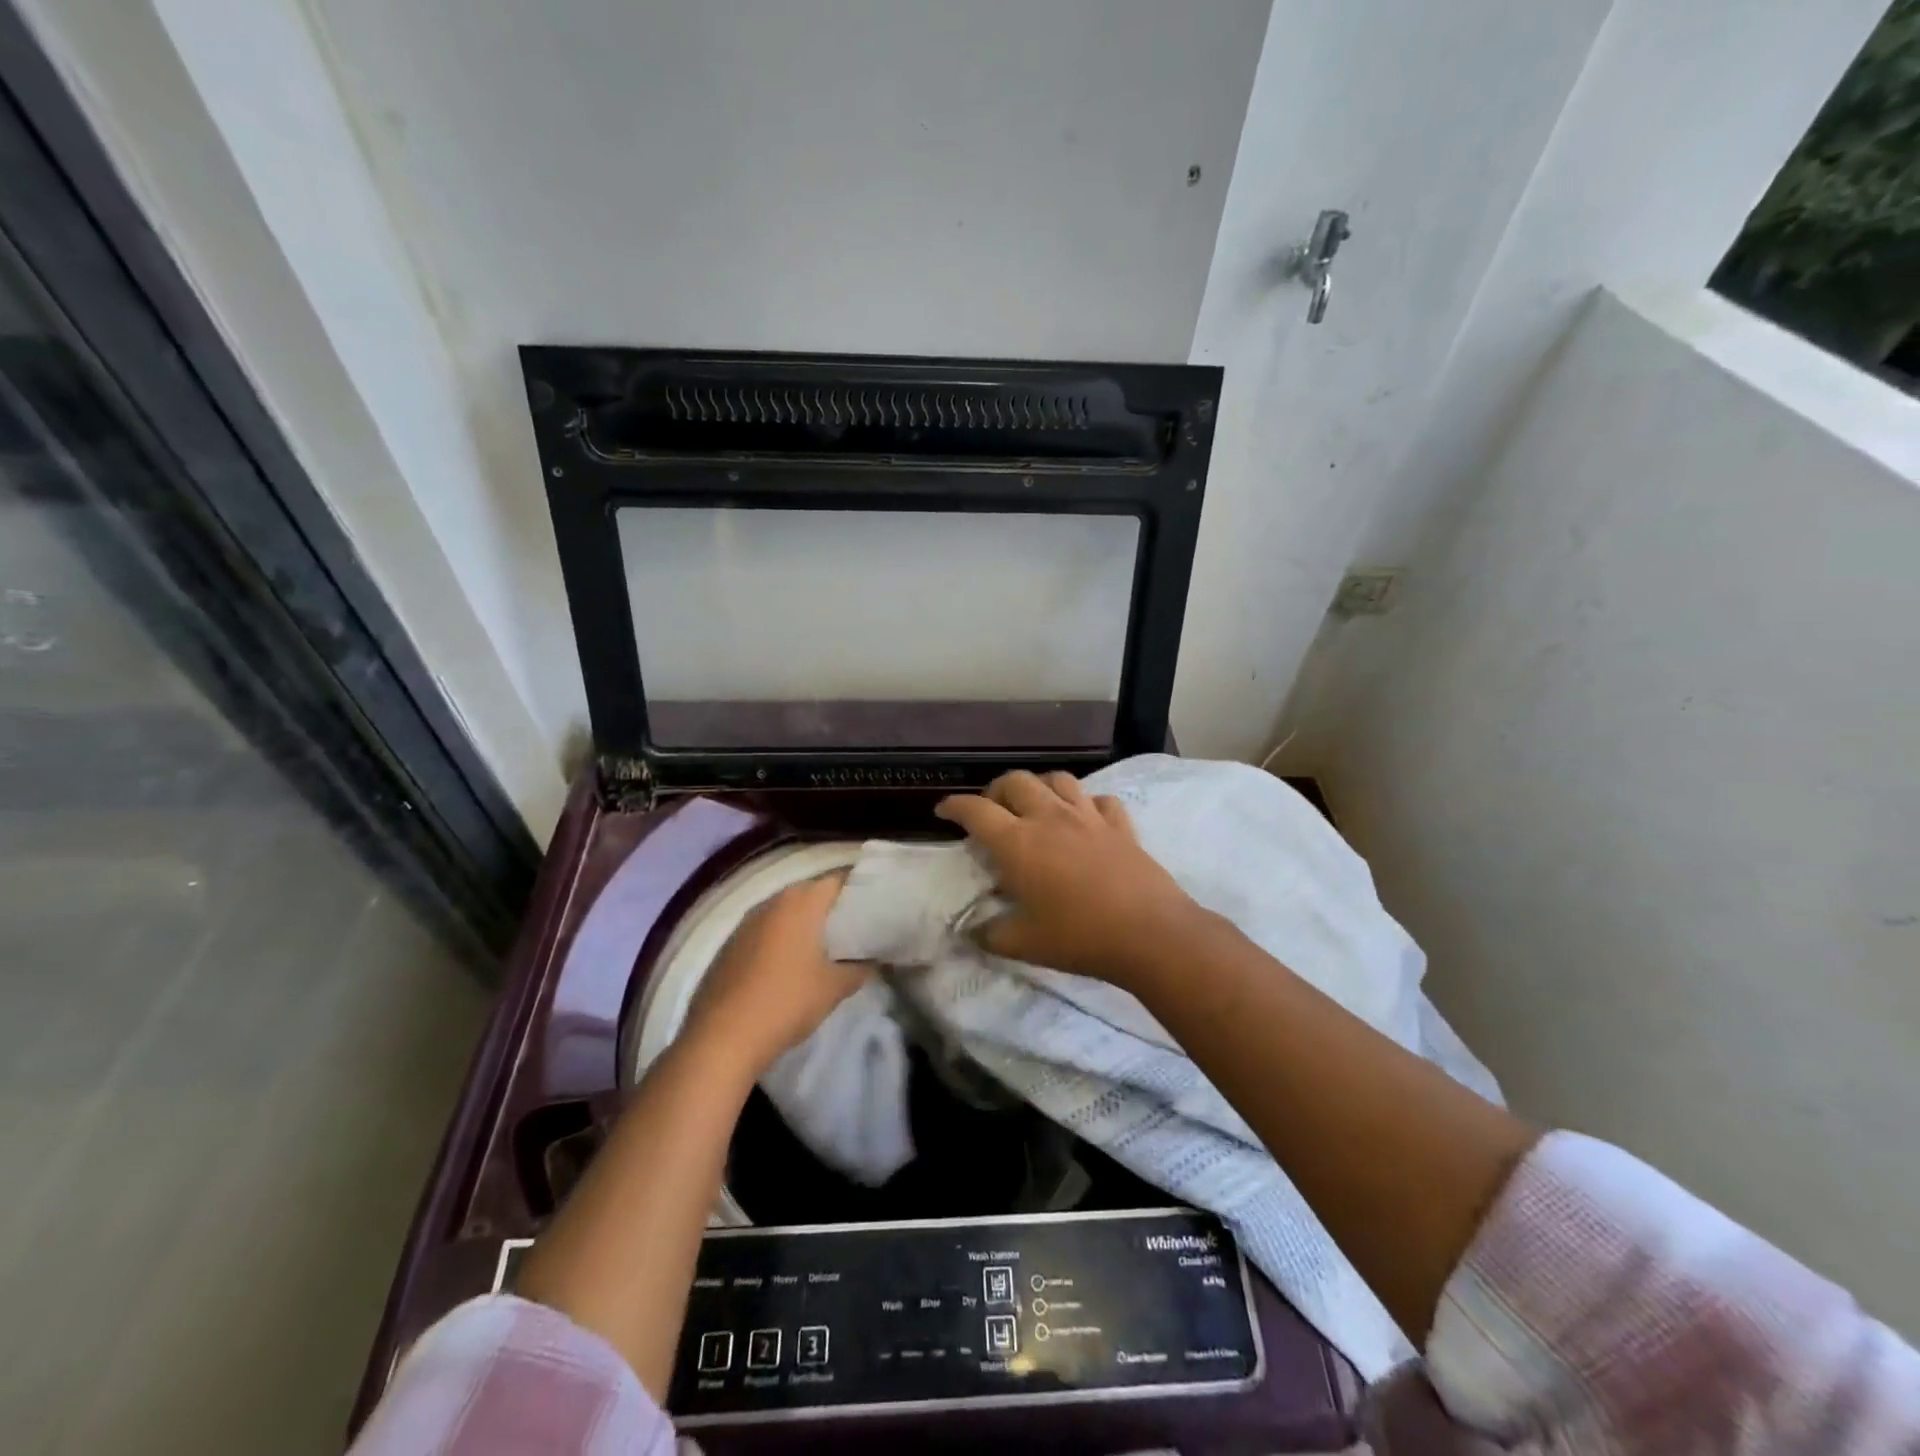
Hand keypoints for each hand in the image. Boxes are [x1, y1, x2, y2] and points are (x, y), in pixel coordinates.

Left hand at [681, 873, 870, 1079]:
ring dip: (804, 924)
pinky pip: (765, 931)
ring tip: (825, 945)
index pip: (838, 879)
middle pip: (810, 892)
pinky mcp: (729, 945)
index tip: (875, 904)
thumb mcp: (834, 987)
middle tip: (855, 927)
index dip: (859, 889)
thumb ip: (860, 969)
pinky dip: (781, 939)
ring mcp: (746, 922)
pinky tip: (790, 964)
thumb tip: (874, 962)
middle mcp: (772, 901)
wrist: (723, 1037)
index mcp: (801, 902)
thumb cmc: (788, 1000)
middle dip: (831, 907)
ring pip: (785, 912)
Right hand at [935, 770, 1202, 983]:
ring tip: (1035, 803)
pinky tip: (1085, 817)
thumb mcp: (1023, 944)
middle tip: (991, 808)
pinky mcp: (1120, 825)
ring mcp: (1088, 817)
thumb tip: (970, 932)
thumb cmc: (1078, 937)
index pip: (975, 810)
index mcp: (1018, 843)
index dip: (954, 805)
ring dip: (1040, 786)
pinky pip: (1100, 800)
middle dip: (996, 789)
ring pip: (1058, 780)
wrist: (1148, 933)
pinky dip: (1087, 803)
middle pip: (1015, 782)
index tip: (943, 810)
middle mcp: (1049, 818)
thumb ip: (990, 935)